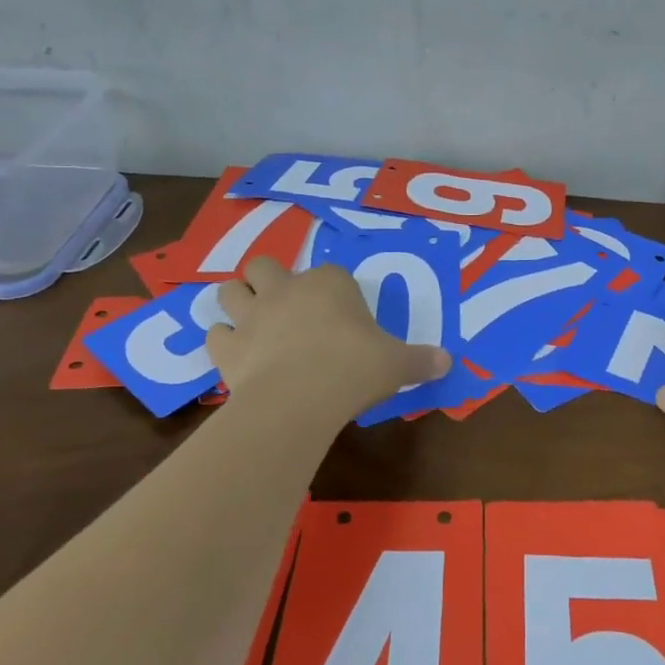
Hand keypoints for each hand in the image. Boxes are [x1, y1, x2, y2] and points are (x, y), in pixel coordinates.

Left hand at [209, 258, 451, 418]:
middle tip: (283, 305)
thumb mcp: (397, 365)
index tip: (343, 313)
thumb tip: (449, 362)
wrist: (299, 399)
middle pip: (264, 265)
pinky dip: (224, 341)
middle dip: (268, 279)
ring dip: (237, 301)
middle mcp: (286, 289)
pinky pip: (215, 334)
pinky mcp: (228, 347)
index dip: (334, 290)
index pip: (330, 273)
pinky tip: (237, 355)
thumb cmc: (354, 369)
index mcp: (329, 284)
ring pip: (229, 290)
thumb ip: (422, 360)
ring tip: (250, 320)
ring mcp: (251, 316)